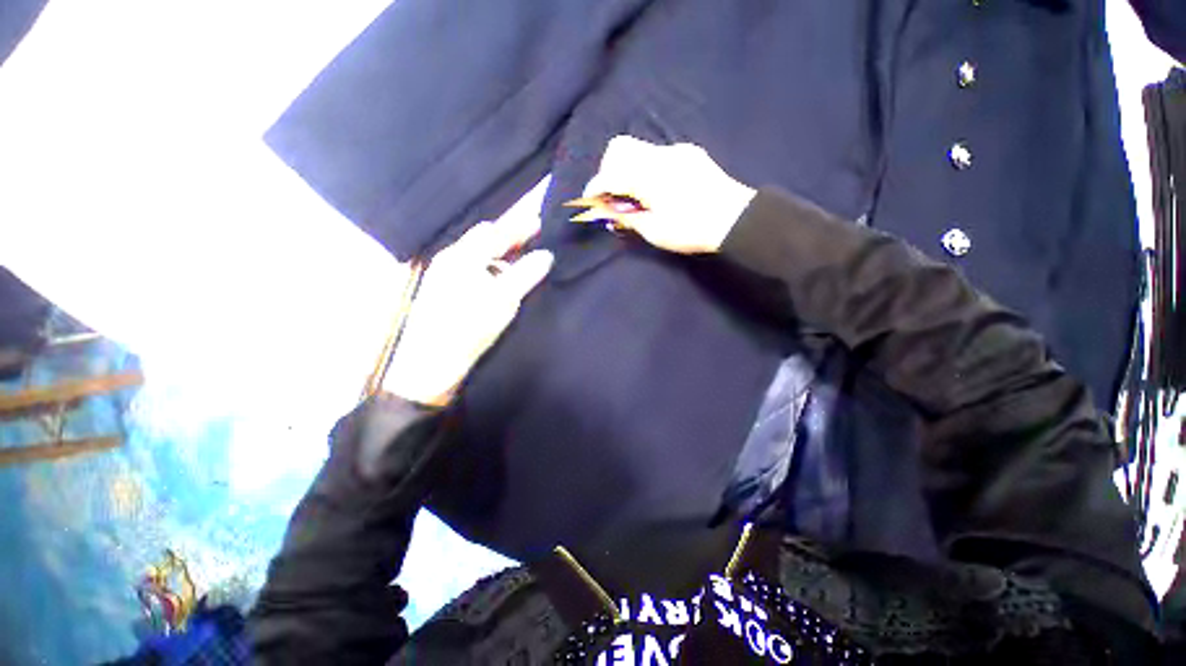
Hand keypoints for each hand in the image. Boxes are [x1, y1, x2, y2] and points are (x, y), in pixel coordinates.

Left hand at [382, 216, 553, 406]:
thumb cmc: (469, 329)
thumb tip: (546, 255)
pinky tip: (498, 281)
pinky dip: (488, 268)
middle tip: (532, 242)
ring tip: (520, 261)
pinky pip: (470, 269)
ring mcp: (442, 275)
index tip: (539, 222)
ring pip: (476, 254)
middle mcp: (449, 260)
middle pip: (483, 239)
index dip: (519, 225)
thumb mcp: (504, 301)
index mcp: (462, 257)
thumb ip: (526, 275)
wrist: (430, 365)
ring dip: (498, 254)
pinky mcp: (441, 291)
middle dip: (508, 238)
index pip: (495, 231)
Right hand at [579, 137, 756, 253]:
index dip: (595, 189)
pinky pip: (657, 155)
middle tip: (613, 196)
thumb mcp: (654, 230)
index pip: (609, 174)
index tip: (589, 202)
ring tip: (634, 196)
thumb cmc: (691, 229)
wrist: (736, 219)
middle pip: (620, 148)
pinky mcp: (690, 154)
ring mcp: (677, 151)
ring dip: (628, 169)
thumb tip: (608, 212)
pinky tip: (656, 189)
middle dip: (608, 170)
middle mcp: (659, 155)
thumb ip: (627, 217)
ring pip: (639, 149)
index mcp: (647, 175)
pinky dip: (646, 169)